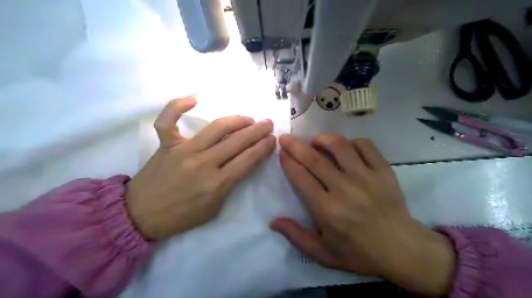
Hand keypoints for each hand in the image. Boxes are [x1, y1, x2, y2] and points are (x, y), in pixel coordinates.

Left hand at [125, 96, 273, 240]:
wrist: (141, 216)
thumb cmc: (181, 216)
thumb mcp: (214, 209)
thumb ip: (229, 186)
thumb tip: (239, 164)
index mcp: (216, 184)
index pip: (247, 160)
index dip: (263, 148)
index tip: (272, 139)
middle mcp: (203, 164)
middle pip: (237, 142)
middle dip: (257, 131)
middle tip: (268, 123)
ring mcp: (183, 151)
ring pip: (215, 128)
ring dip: (236, 120)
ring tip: (248, 118)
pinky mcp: (166, 144)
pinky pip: (168, 121)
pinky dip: (177, 106)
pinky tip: (193, 99)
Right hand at [272, 135, 454, 297]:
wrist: (402, 249)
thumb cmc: (359, 252)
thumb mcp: (323, 253)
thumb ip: (296, 236)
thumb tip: (273, 222)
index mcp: (327, 210)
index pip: (301, 178)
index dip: (288, 162)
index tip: (282, 153)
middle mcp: (345, 189)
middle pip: (314, 159)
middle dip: (295, 145)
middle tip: (286, 138)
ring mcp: (366, 177)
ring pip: (339, 146)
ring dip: (322, 139)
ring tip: (315, 141)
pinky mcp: (383, 171)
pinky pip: (365, 145)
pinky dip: (351, 142)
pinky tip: (345, 148)